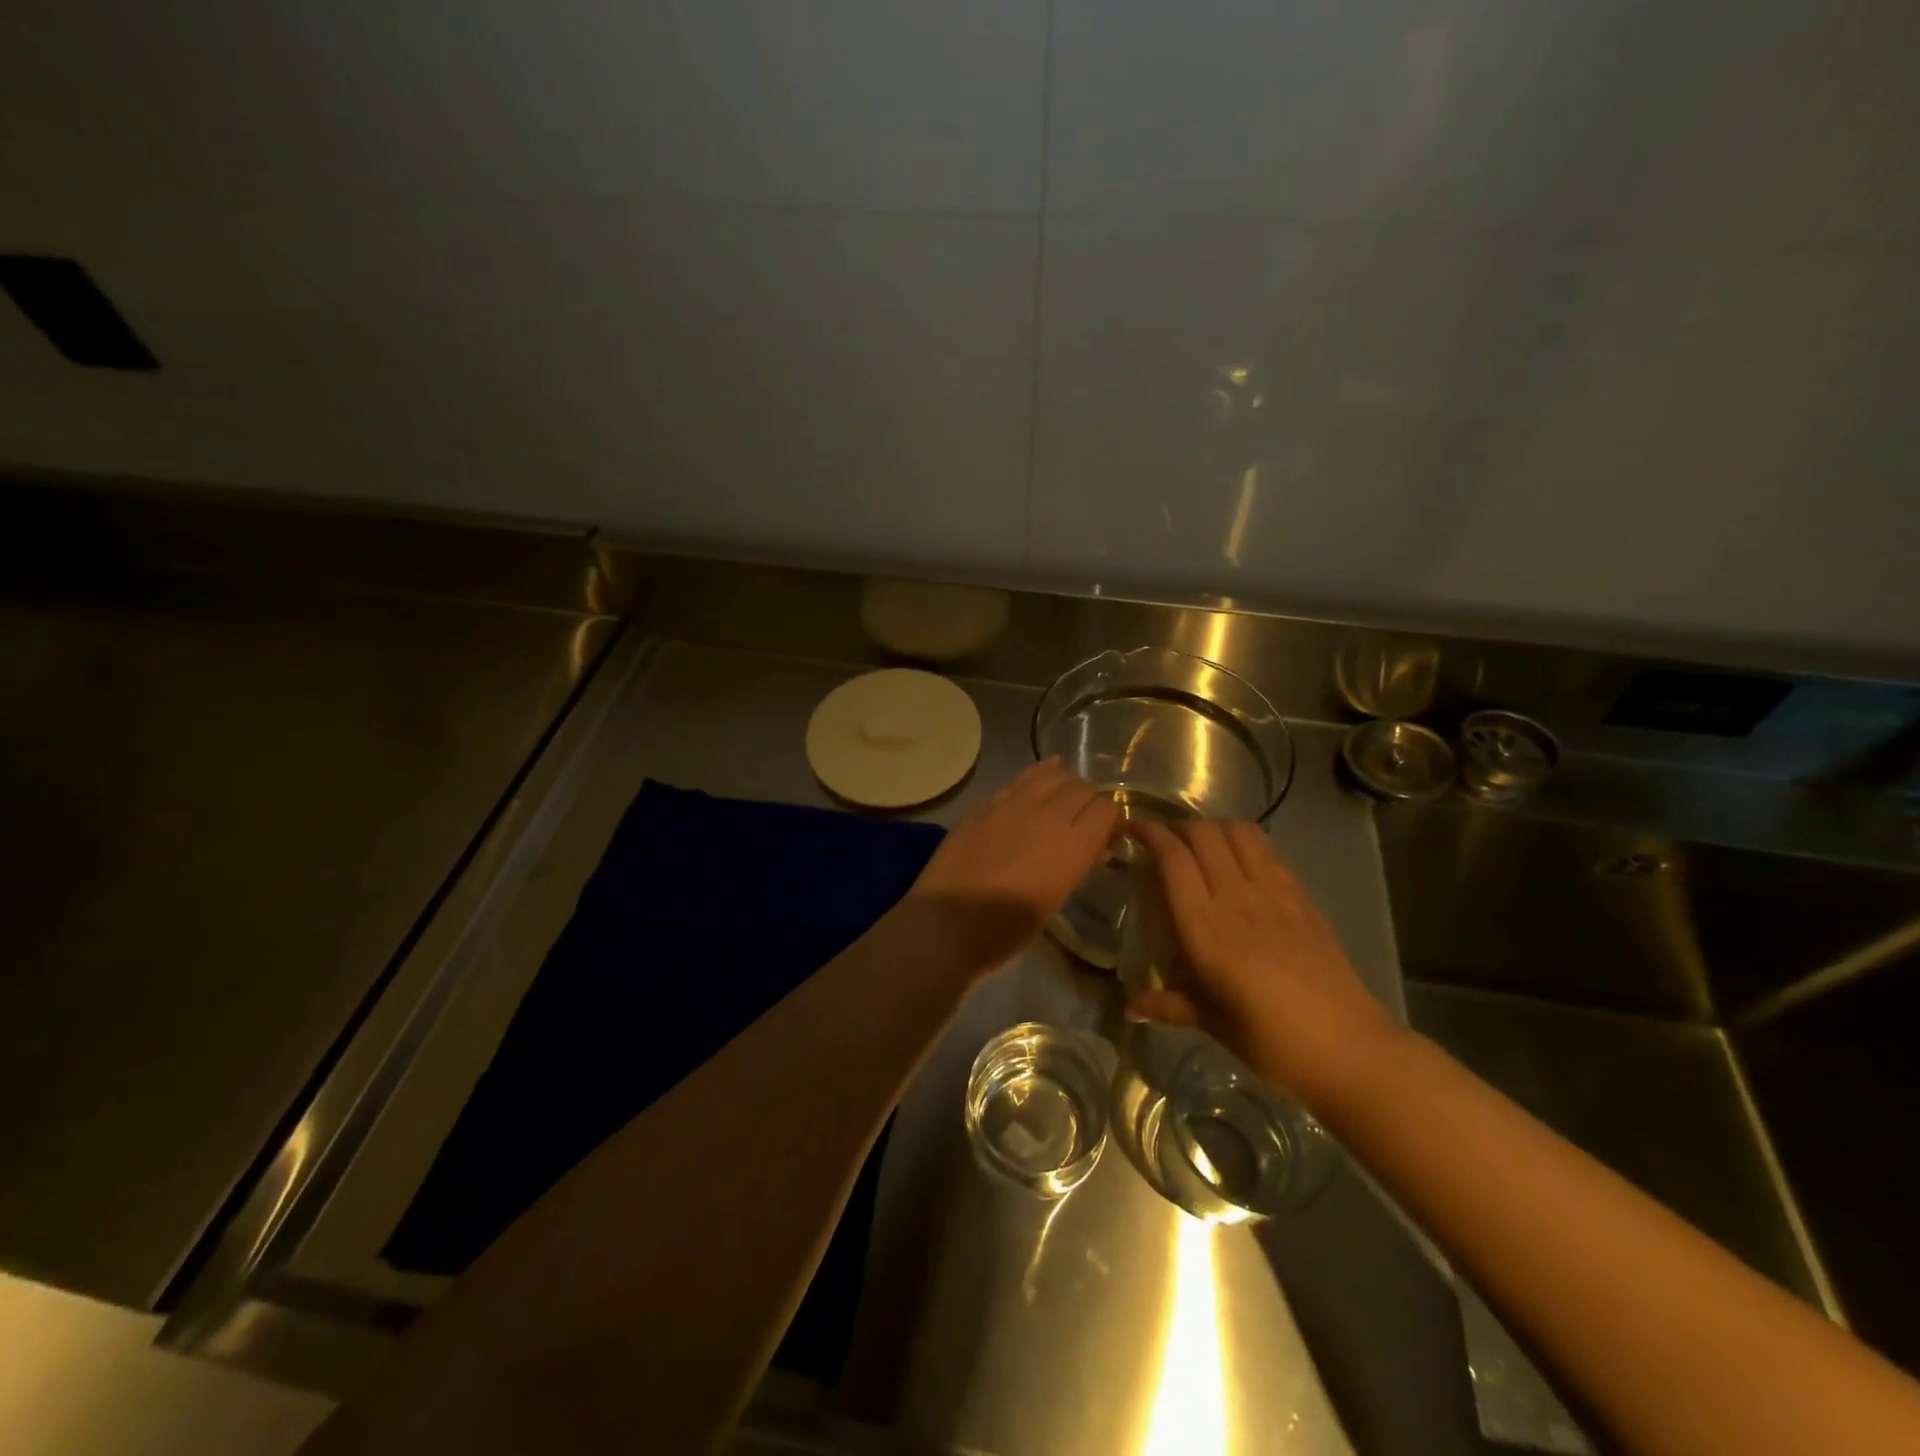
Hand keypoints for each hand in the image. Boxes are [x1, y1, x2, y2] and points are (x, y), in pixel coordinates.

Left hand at [902, 759, 1119, 974]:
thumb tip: (1093, 848)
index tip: (1103, 837)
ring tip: (1060, 801)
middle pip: (1083, 788)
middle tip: (1081, 823)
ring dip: (1063, 785)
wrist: (946, 925)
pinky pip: (1020, 780)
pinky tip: (1036, 785)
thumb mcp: (1055, 900)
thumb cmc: (1006, 930)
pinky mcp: (985, 803)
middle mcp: (1049, 815)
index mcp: (1072, 846)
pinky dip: (1036, 779)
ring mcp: (1013, 804)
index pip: (1107, 809)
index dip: (1110, 822)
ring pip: (1052, 774)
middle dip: (1089, 802)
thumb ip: (1077, 864)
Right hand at [1127, 820, 1398, 1104]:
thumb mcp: (1210, 1022)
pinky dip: (1245, 842)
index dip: (1149, 834)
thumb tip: (1130, 1008)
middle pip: (1203, 834)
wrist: (1348, 1049)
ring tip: (1199, 843)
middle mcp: (1236, 898)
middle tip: (1162, 840)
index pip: (1173, 858)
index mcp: (1204, 928)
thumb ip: (1167, 1005)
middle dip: (1177, 826)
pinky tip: (1239, 861)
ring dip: (1212, 827)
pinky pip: (1268, 851)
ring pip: (1238, 832)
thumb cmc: (1268, 1040)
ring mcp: (1273, 893)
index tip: (1131, 830)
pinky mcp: (1301, 897)